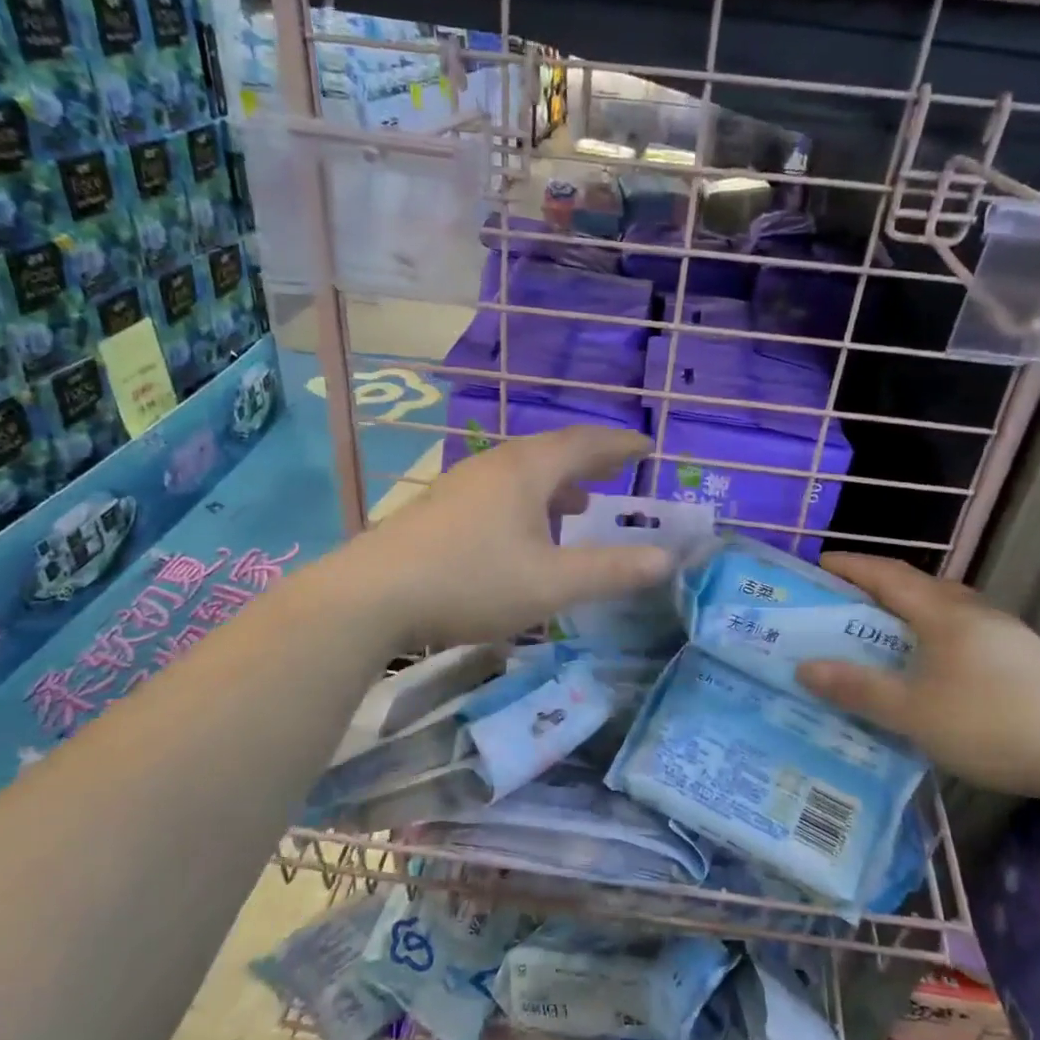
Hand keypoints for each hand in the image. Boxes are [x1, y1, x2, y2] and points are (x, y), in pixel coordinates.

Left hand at [355, 427, 673, 648]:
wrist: (372, 596)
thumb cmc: (472, 581)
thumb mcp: (552, 583)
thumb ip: (611, 571)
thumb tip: (667, 559)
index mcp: (527, 471)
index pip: (585, 444)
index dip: (620, 446)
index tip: (647, 448)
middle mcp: (495, 466)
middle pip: (551, 452)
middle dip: (589, 462)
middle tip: (618, 472)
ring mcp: (461, 485)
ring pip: (522, 473)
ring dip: (557, 485)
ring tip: (578, 506)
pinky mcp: (439, 509)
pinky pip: (498, 492)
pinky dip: (527, 502)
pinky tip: (523, 534)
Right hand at [794, 554, 1039, 810]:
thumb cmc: (994, 724)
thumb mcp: (913, 712)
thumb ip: (857, 688)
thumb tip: (803, 667)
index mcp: (945, 613)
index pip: (888, 575)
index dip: (851, 567)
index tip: (819, 564)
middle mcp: (976, 613)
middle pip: (919, 588)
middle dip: (878, 590)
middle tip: (844, 605)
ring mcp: (1008, 636)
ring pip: (946, 613)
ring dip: (909, 616)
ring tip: (883, 638)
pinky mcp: (1028, 662)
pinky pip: (966, 636)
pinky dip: (935, 640)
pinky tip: (934, 672)